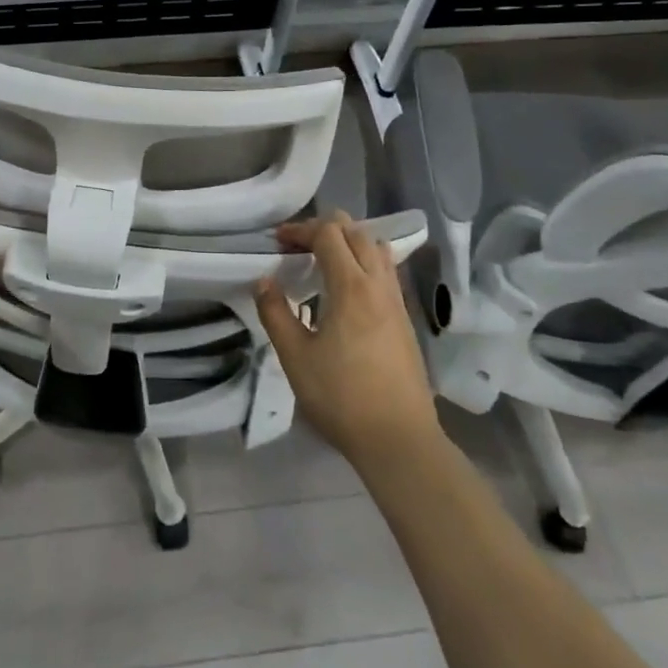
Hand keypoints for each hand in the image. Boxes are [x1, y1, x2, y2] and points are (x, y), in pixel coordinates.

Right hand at [253, 212, 438, 465]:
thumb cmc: (341, 397)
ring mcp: (396, 301)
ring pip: (376, 249)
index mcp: (351, 287)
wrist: (399, 439)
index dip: (301, 230)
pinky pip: (385, 271)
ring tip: (323, 261)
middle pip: (356, 232)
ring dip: (348, 242)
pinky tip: (346, 289)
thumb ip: (276, 313)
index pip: (329, 234)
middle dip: (324, 229)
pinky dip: (364, 262)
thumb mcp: (295, 357)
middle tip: (297, 247)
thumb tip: (264, 282)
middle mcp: (379, 285)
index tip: (278, 242)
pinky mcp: (404, 319)